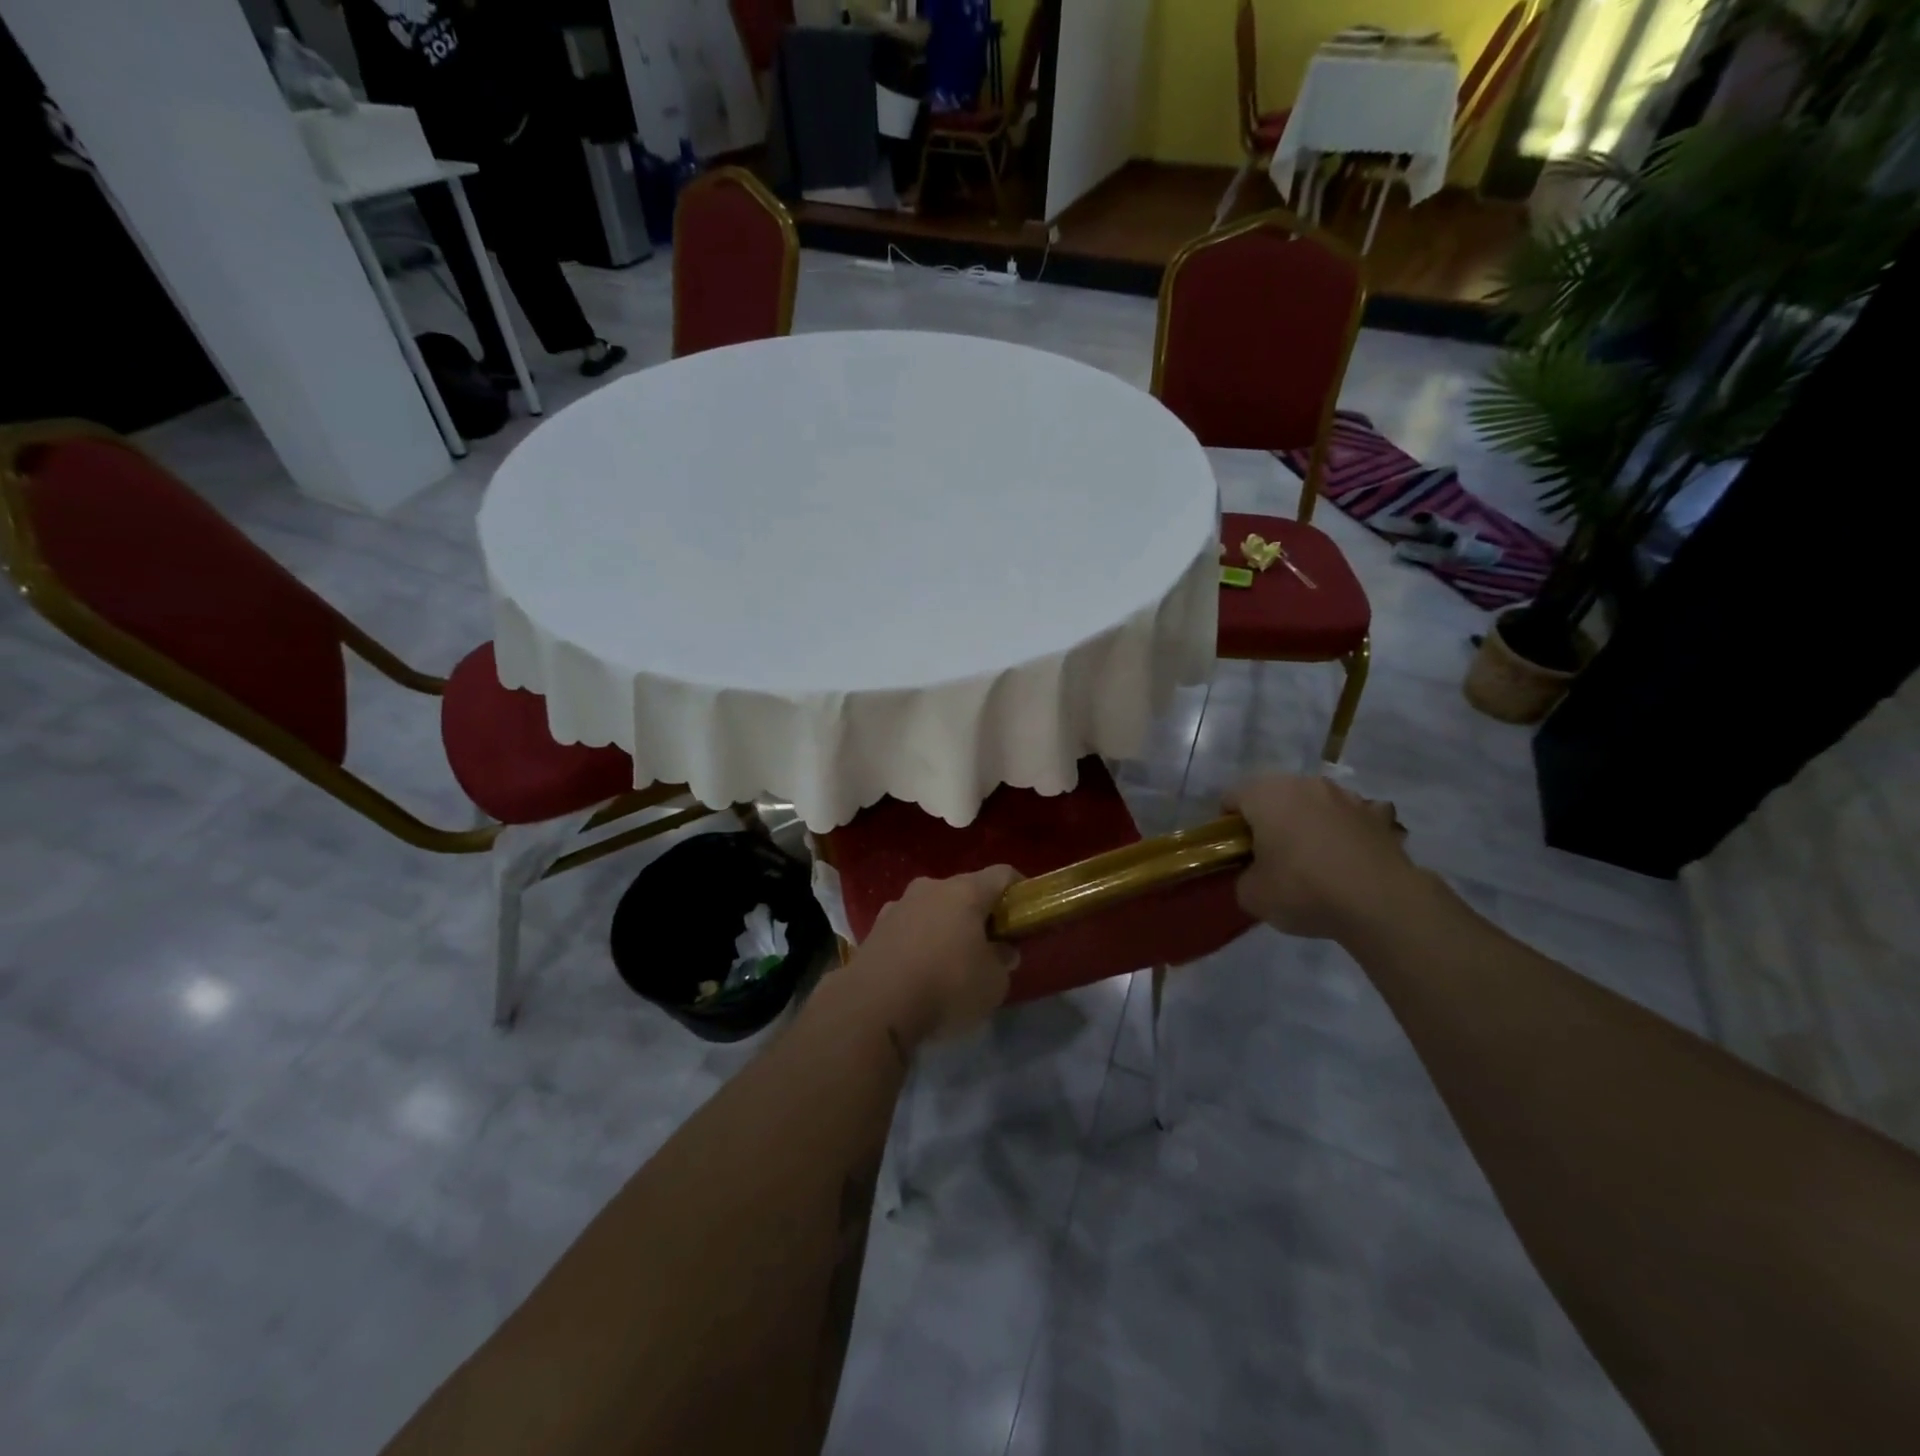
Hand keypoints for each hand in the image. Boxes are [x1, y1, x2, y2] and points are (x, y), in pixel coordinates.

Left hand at [841, 867, 1020, 1052]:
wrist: (873, 1007)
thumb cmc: (946, 986)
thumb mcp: (993, 983)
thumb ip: (1003, 961)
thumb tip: (1002, 950)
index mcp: (965, 892)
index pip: (1002, 874)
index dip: (1020, 890)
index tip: (1027, 912)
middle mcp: (930, 888)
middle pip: (964, 891)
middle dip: (980, 913)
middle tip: (990, 945)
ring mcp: (898, 905)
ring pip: (933, 908)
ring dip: (946, 927)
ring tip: (951, 962)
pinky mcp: (875, 929)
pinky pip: (908, 928)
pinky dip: (919, 942)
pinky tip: (920, 972)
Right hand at [1225, 774, 1423, 941]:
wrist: (1381, 903)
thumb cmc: (1303, 889)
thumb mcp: (1252, 895)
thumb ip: (1244, 877)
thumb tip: (1256, 874)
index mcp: (1266, 794)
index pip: (1232, 798)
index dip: (1228, 826)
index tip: (1236, 854)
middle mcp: (1305, 784)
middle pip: (1274, 796)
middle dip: (1269, 821)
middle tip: (1270, 857)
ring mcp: (1347, 796)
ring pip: (1314, 804)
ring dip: (1308, 822)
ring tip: (1315, 861)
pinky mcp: (1379, 816)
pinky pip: (1351, 819)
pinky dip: (1346, 832)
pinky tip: (1349, 860)